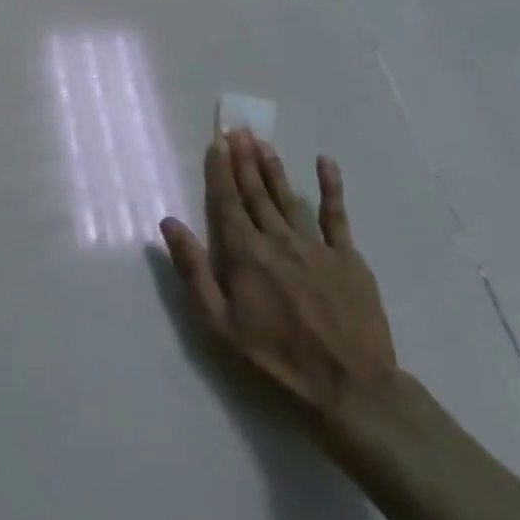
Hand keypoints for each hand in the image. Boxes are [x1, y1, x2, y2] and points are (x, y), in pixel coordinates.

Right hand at [160, 131, 398, 437]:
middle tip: (236, 130)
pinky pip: (337, 215)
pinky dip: (331, 187)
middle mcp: (278, 240)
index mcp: (245, 254)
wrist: (350, 389)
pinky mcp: (348, 258)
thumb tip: (169, 223)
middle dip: (243, 160)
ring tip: (262, 142)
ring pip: (289, 197)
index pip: (227, 201)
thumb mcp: (218, 324)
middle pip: (256, 192)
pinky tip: (324, 162)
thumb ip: (193, 270)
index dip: (219, 171)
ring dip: (273, 167)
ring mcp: (316, 246)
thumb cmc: (275, 360)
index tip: (215, 143)